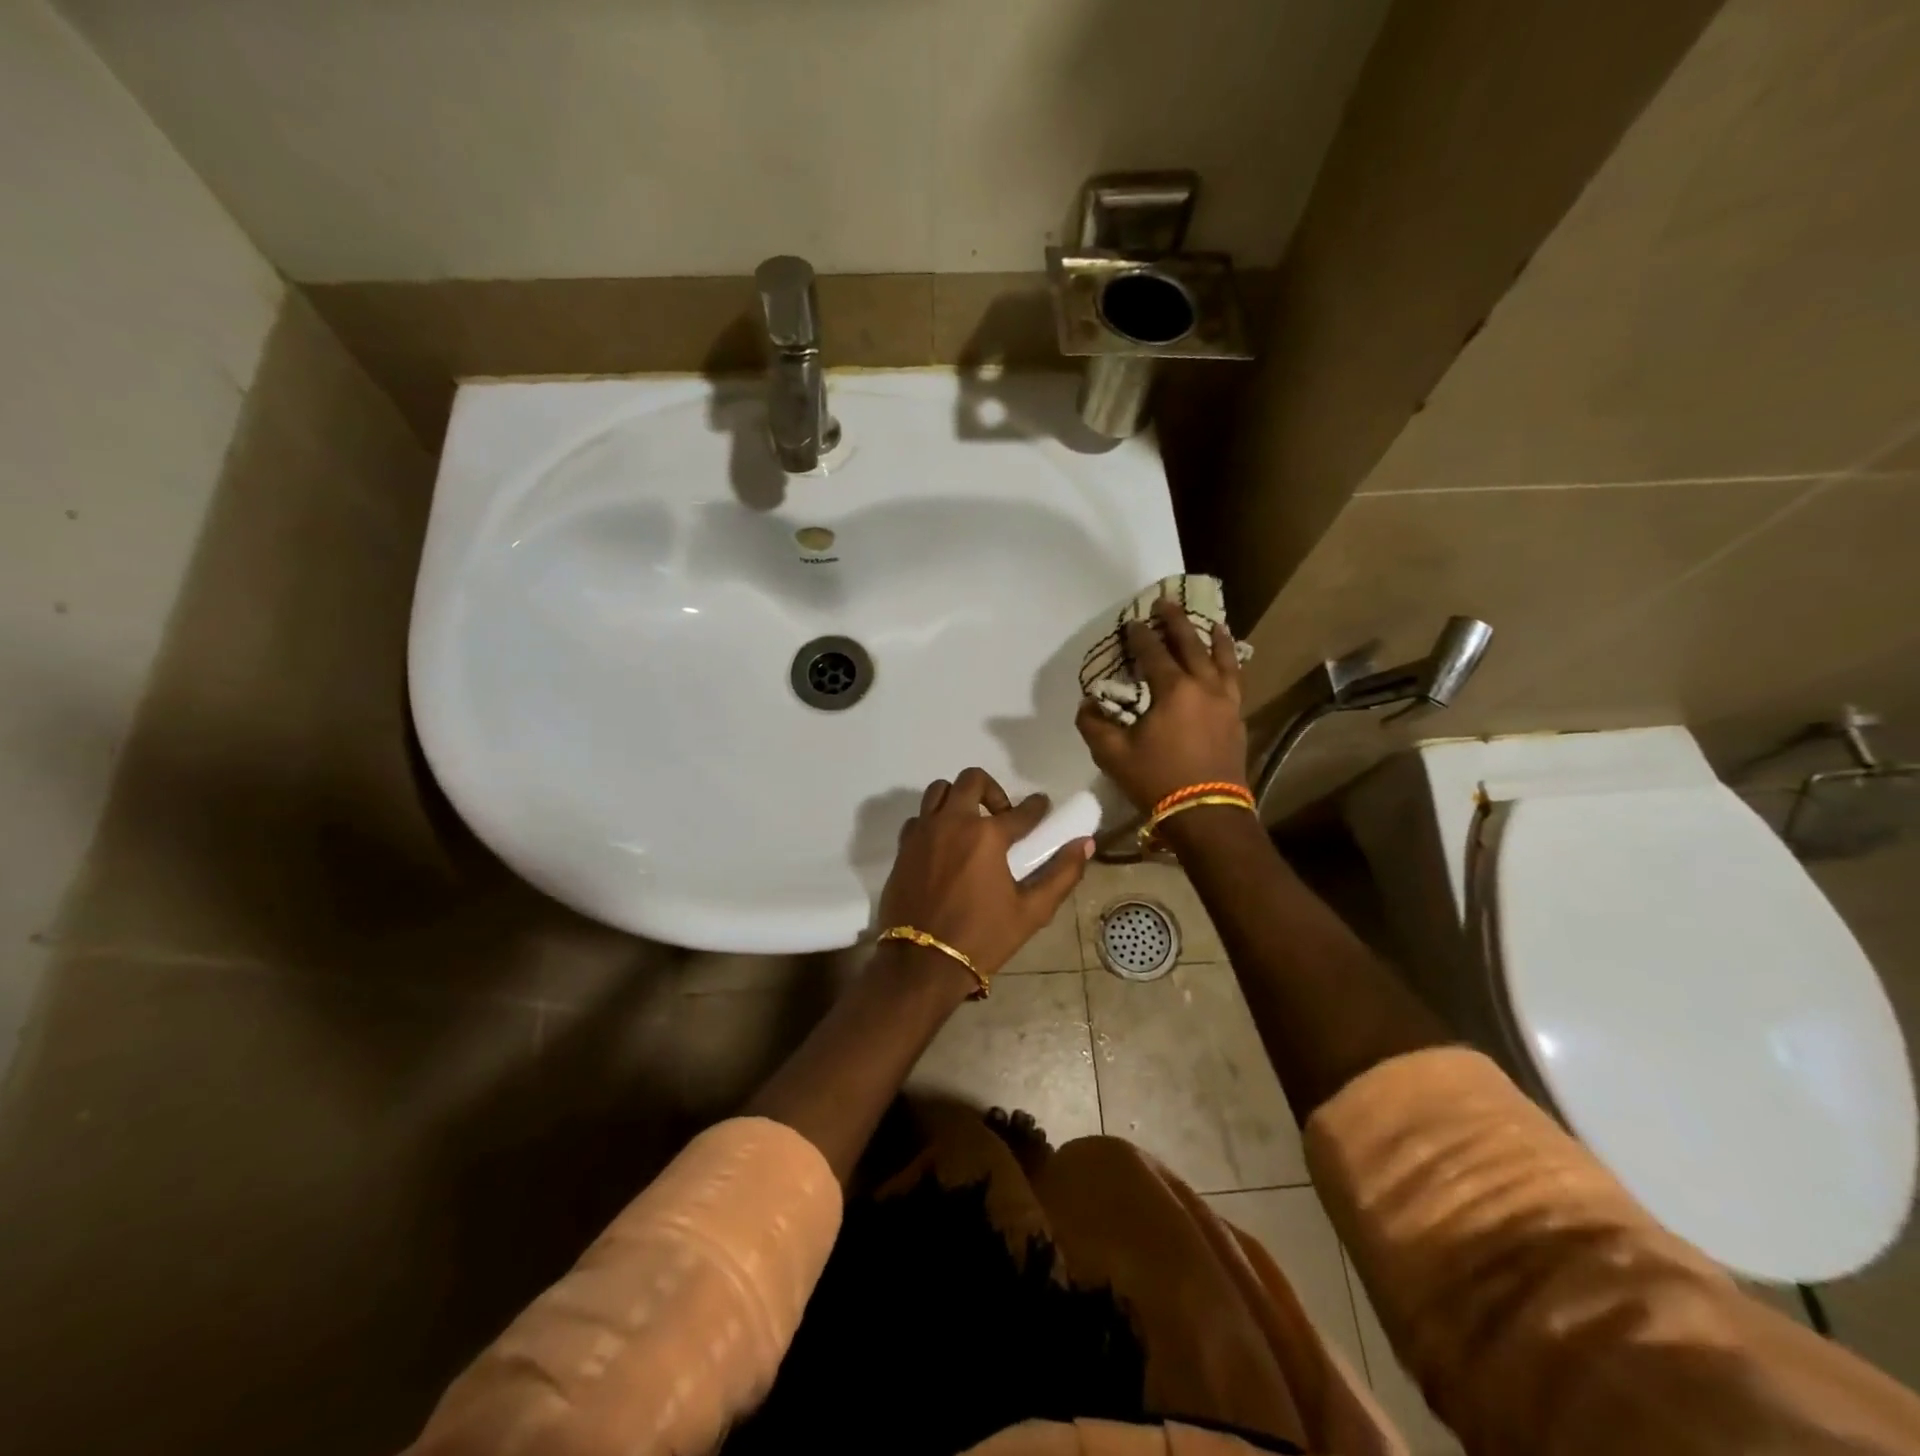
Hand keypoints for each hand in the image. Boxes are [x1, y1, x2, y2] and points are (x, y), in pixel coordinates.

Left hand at [878, 768, 1092, 983]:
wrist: (922, 963)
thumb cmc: (982, 938)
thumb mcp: (1031, 912)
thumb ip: (1061, 874)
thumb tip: (1085, 844)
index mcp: (987, 835)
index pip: (1022, 810)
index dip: (1037, 807)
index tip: (1042, 806)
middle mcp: (953, 822)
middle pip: (972, 780)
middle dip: (993, 789)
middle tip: (1002, 816)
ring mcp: (923, 832)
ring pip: (939, 791)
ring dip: (958, 797)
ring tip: (970, 823)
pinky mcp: (903, 847)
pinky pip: (918, 818)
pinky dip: (933, 820)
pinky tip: (944, 844)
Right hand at [1076, 597, 1247, 811]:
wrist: (1207, 813)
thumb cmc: (1157, 781)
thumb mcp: (1113, 755)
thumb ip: (1094, 726)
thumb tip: (1087, 705)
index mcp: (1173, 690)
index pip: (1154, 653)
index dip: (1141, 635)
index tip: (1132, 622)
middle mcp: (1204, 687)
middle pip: (1192, 645)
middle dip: (1177, 622)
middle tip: (1167, 602)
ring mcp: (1226, 702)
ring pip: (1223, 660)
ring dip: (1215, 638)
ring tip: (1213, 623)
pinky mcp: (1237, 719)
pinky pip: (1236, 681)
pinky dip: (1231, 664)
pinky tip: (1229, 664)